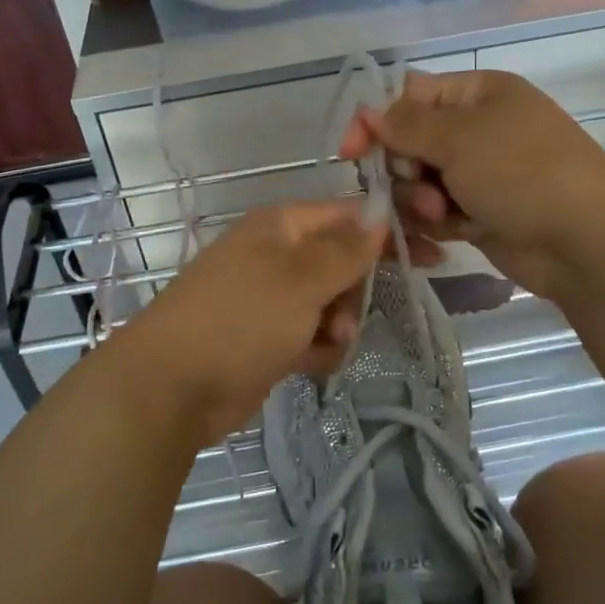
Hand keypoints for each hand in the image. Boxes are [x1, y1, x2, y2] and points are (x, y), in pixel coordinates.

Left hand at [107, 201, 386, 447]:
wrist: (172, 387)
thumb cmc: (240, 319)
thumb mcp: (300, 280)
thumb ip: (345, 251)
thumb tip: (379, 217)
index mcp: (281, 227)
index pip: (347, 216)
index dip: (387, 232)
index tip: (431, 253)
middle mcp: (277, 256)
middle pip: (341, 262)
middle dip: (355, 291)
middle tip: (351, 317)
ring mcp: (270, 298)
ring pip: (330, 302)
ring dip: (338, 324)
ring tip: (329, 345)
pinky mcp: (266, 337)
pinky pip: (311, 334)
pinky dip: (317, 348)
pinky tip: (312, 364)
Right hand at [340, 69, 604, 300]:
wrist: (584, 240)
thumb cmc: (522, 172)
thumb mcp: (459, 138)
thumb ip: (405, 125)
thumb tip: (369, 112)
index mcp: (478, 93)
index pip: (410, 96)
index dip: (377, 121)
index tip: (350, 153)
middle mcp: (478, 128)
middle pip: (410, 143)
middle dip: (406, 169)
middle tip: (421, 186)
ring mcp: (481, 173)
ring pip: (420, 182)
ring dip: (420, 201)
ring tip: (444, 216)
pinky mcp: (482, 212)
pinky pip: (439, 212)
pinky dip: (438, 223)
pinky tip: (452, 234)